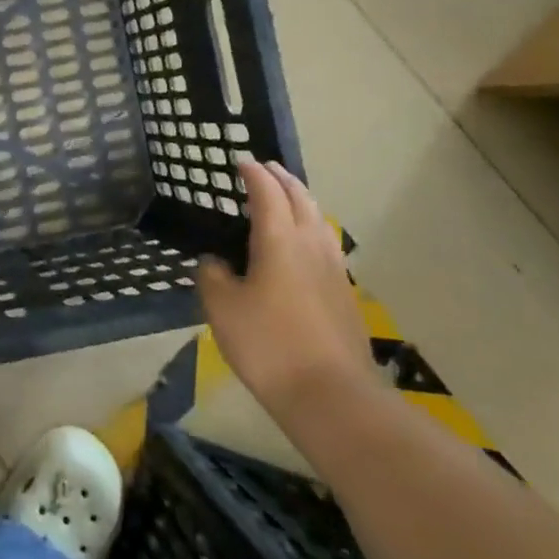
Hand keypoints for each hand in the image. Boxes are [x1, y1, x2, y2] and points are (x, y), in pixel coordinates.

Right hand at [198, 159, 380, 423]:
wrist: (332, 396)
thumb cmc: (269, 345)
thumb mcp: (222, 308)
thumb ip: (213, 276)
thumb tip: (216, 262)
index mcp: (279, 239)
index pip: (267, 192)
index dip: (253, 174)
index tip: (241, 161)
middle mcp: (311, 245)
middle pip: (301, 199)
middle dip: (283, 179)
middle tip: (266, 169)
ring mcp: (334, 269)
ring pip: (320, 220)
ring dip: (302, 201)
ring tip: (287, 199)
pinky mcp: (345, 294)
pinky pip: (326, 244)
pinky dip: (311, 229)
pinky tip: (304, 247)